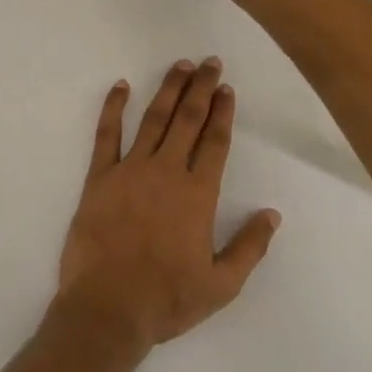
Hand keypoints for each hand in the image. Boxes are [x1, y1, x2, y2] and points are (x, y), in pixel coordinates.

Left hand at [54, 60, 281, 351]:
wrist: (107, 309)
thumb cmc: (166, 299)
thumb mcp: (221, 285)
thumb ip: (250, 247)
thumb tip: (272, 214)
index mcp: (197, 194)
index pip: (215, 141)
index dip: (222, 112)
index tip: (227, 88)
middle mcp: (166, 171)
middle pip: (188, 120)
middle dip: (201, 88)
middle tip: (209, 62)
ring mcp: (130, 170)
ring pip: (153, 119)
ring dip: (168, 90)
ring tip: (180, 66)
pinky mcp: (99, 177)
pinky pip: (106, 135)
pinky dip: (113, 108)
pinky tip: (121, 86)